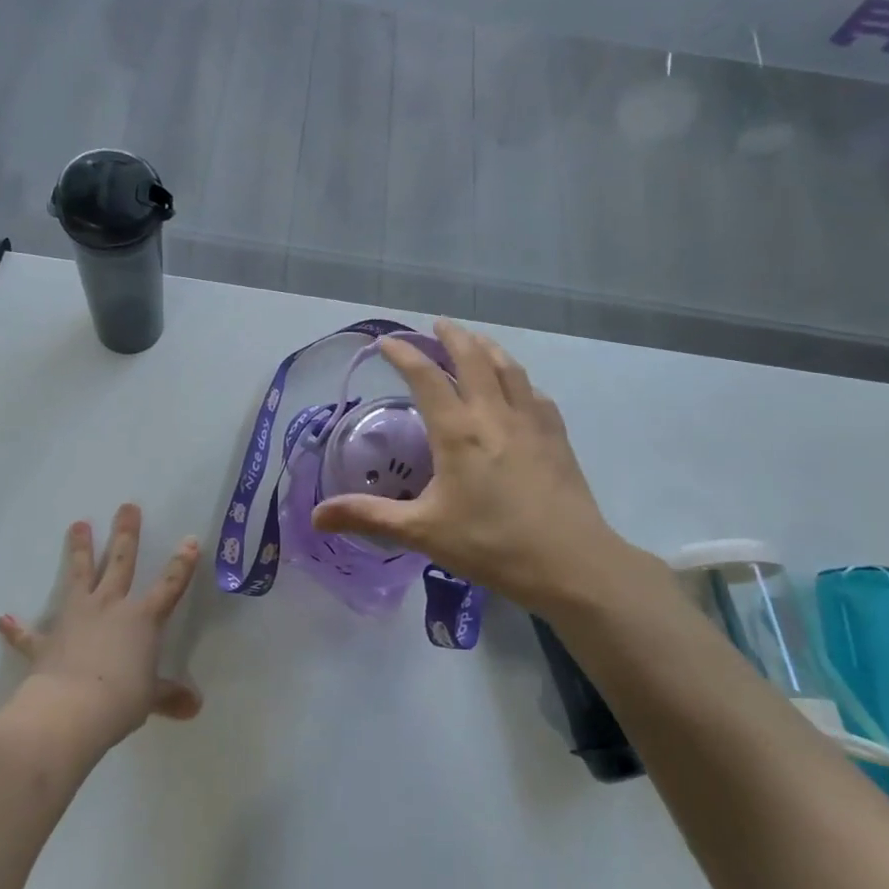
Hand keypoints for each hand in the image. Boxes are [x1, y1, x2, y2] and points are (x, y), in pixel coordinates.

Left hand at [0, 504, 201, 747]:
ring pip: (79, 575)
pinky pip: (29, 634)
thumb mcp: (151, 698)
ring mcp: (76, 618)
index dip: (182, 564)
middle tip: (127, 506)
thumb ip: (170, 695)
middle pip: (121, 562)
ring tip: (78, 524)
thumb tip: (195, 707)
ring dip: (79, 550)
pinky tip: (3, 619)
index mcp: (142, 619)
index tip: (190, 539)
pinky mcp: (46, 640)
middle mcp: (110, 607)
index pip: (169, 585)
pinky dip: (16, 629)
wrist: (71, 709)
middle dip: (126, 533)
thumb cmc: (121, 700)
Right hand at [311, 319, 652, 614]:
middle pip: (473, 358)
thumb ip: (369, 517)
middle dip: (453, 337)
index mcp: (458, 431)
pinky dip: (519, 380)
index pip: (425, 376)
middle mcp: (493, 414)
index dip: (404, 354)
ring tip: (476, 341)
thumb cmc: (492, 545)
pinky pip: (535, 394)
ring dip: (488, 348)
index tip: (386, 342)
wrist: (573, 564)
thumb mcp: (423, 532)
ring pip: (508, 368)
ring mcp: (530, 422)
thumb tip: (316, 516)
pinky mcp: (556, 437)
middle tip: (439, 325)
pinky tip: (519, 388)